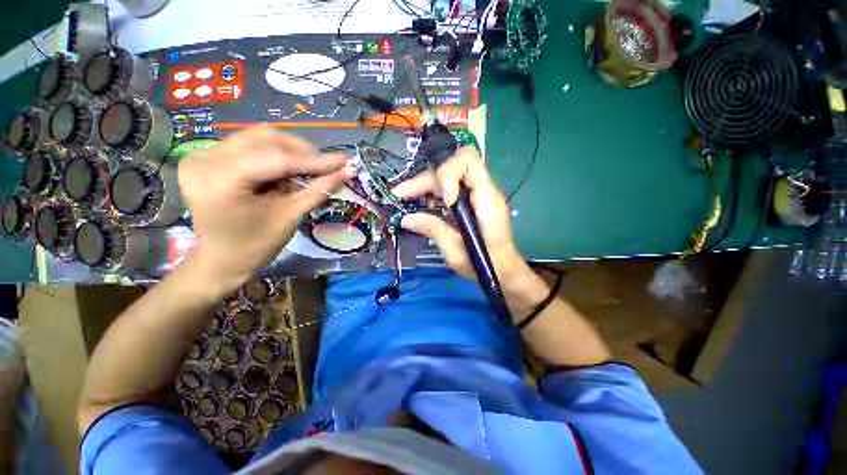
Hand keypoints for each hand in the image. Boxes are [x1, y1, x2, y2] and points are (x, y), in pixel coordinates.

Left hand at [178, 124, 351, 294]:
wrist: (221, 261)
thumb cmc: (255, 246)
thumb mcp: (290, 216)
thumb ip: (319, 189)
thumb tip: (348, 171)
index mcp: (219, 180)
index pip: (277, 159)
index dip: (315, 160)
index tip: (345, 162)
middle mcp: (205, 158)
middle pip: (266, 139)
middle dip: (303, 153)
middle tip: (326, 168)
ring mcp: (202, 154)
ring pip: (259, 137)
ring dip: (290, 152)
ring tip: (306, 171)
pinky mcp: (207, 156)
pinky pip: (250, 144)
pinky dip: (275, 154)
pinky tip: (284, 172)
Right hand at [393, 147, 543, 309]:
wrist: (503, 271)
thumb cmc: (485, 265)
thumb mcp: (456, 252)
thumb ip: (434, 230)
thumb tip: (406, 218)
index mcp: (486, 199)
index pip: (468, 160)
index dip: (448, 175)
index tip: (444, 202)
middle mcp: (482, 190)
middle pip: (451, 167)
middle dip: (425, 181)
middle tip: (400, 196)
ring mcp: (476, 194)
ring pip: (447, 175)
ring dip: (425, 185)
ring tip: (407, 201)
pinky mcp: (470, 201)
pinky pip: (449, 187)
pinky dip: (433, 192)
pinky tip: (425, 206)